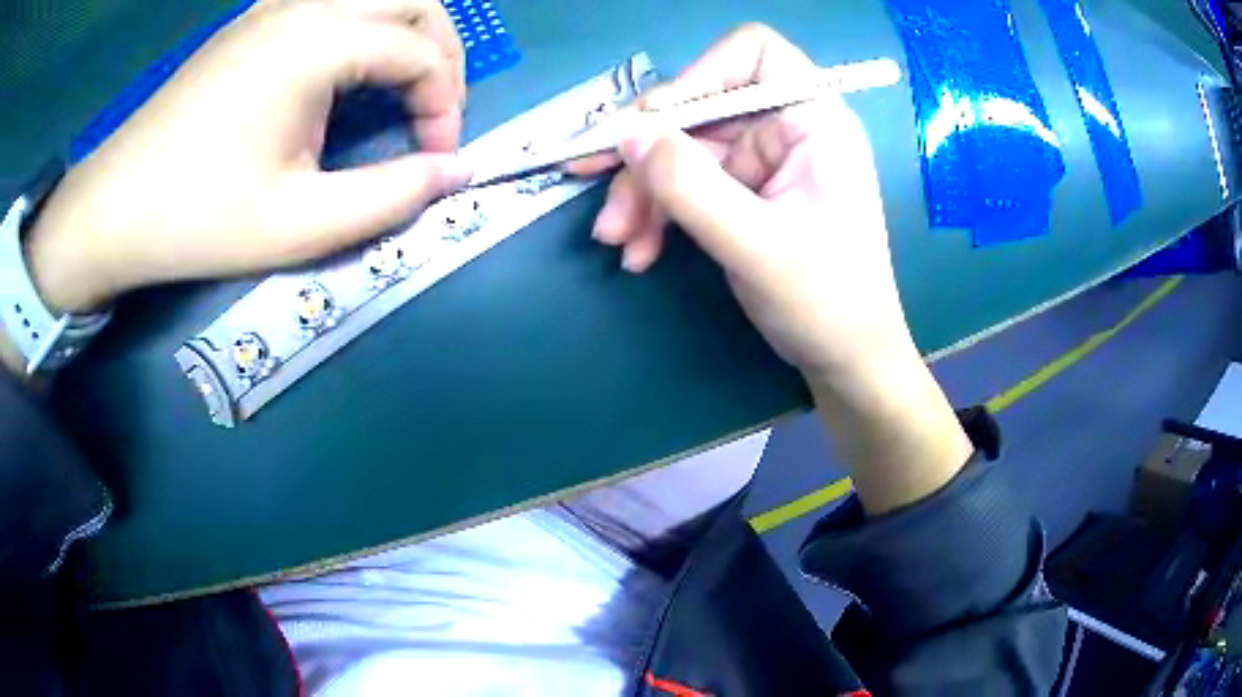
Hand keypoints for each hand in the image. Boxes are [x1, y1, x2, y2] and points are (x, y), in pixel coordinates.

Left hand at [25, 0, 470, 314]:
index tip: (434, 161)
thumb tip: (455, 173)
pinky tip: (346, 66)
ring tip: (400, 87)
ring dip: (404, 33)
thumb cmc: (198, 218)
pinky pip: (330, 2)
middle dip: (442, 54)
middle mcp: (305, 6)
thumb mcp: (299, 225)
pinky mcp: (252, 22)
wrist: (114, 208)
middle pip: (413, 0)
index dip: (446, 106)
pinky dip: (361, 26)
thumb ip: (389, 197)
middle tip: (432, 112)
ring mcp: (274, 7)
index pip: (422, 53)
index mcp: (318, 43)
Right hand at [575, 24, 971, 513]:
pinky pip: (685, 185)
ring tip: (618, 242)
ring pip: (681, 151)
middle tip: (606, 202)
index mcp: (814, 119)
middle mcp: (786, 128)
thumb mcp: (757, 245)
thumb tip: (625, 133)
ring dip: (642, 193)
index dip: (698, 76)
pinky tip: (639, 251)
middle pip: (697, 109)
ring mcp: (762, 161)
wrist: (844, 361)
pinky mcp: (742, 193)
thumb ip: (690, 186)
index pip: (752, 53)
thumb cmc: (826, 302)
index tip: (656, 123)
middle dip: (648, 157)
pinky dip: (657, 214)